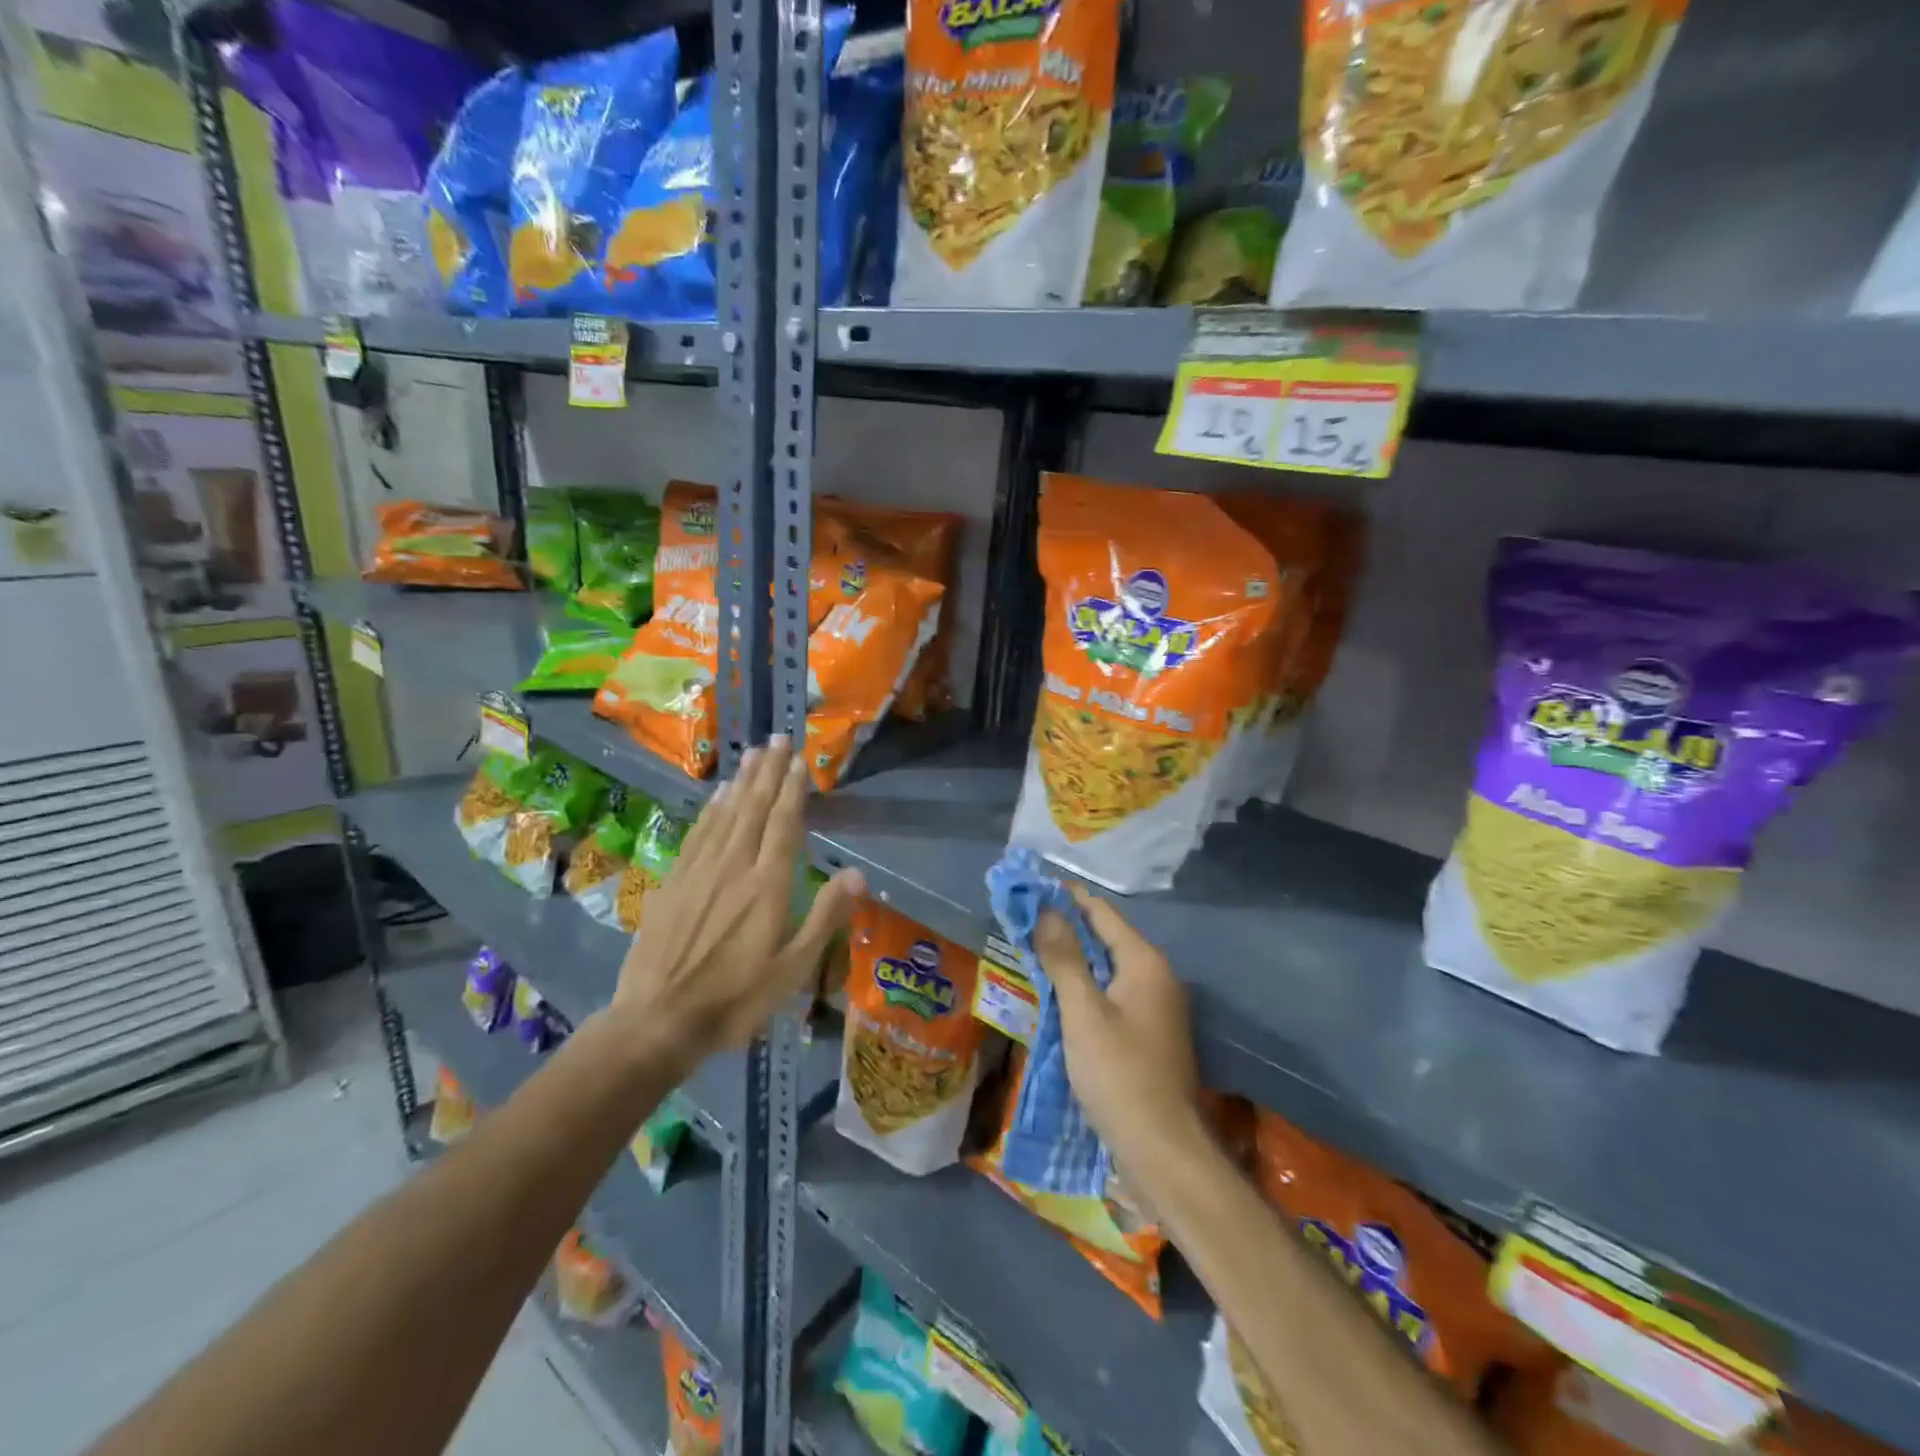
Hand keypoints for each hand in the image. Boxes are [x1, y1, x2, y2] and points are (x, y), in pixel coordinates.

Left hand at [612, 736, 862, 1063]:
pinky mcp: (674, 882)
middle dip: (768, 772)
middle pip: (754, 808)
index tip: (798, 759)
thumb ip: (825, 917)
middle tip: (777, 739)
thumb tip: (857, 874)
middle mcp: (734, 867)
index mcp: (767, 885)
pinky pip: (698, 834)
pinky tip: (717, 796)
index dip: (792, 789)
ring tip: (752, 753)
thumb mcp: (793, 970)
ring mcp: (699, 872)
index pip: (783, 824)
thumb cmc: (736, 1000)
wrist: (657, 1021)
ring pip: (725, 814)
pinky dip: (711, 809)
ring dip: (741, 781)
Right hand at [1033, 884, 1202, 1164]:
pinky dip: (1084, 987)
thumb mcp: (1083, 1011)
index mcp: (1145, 962)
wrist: (1161, 1149)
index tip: (1031, 888)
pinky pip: (1111, 995)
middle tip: (1023, 922)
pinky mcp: (1148, 1034)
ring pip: (1107, 969)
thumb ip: (1064, 958)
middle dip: (1066, 928)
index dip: (1067, 898)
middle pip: (1105, 938)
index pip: (1102, 913)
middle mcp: (1156, 977)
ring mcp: (1155, 1007)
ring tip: (1032, 952)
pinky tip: (1057, 995)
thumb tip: (1047, 910)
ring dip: (1073, 959)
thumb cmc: (1119, 1073)